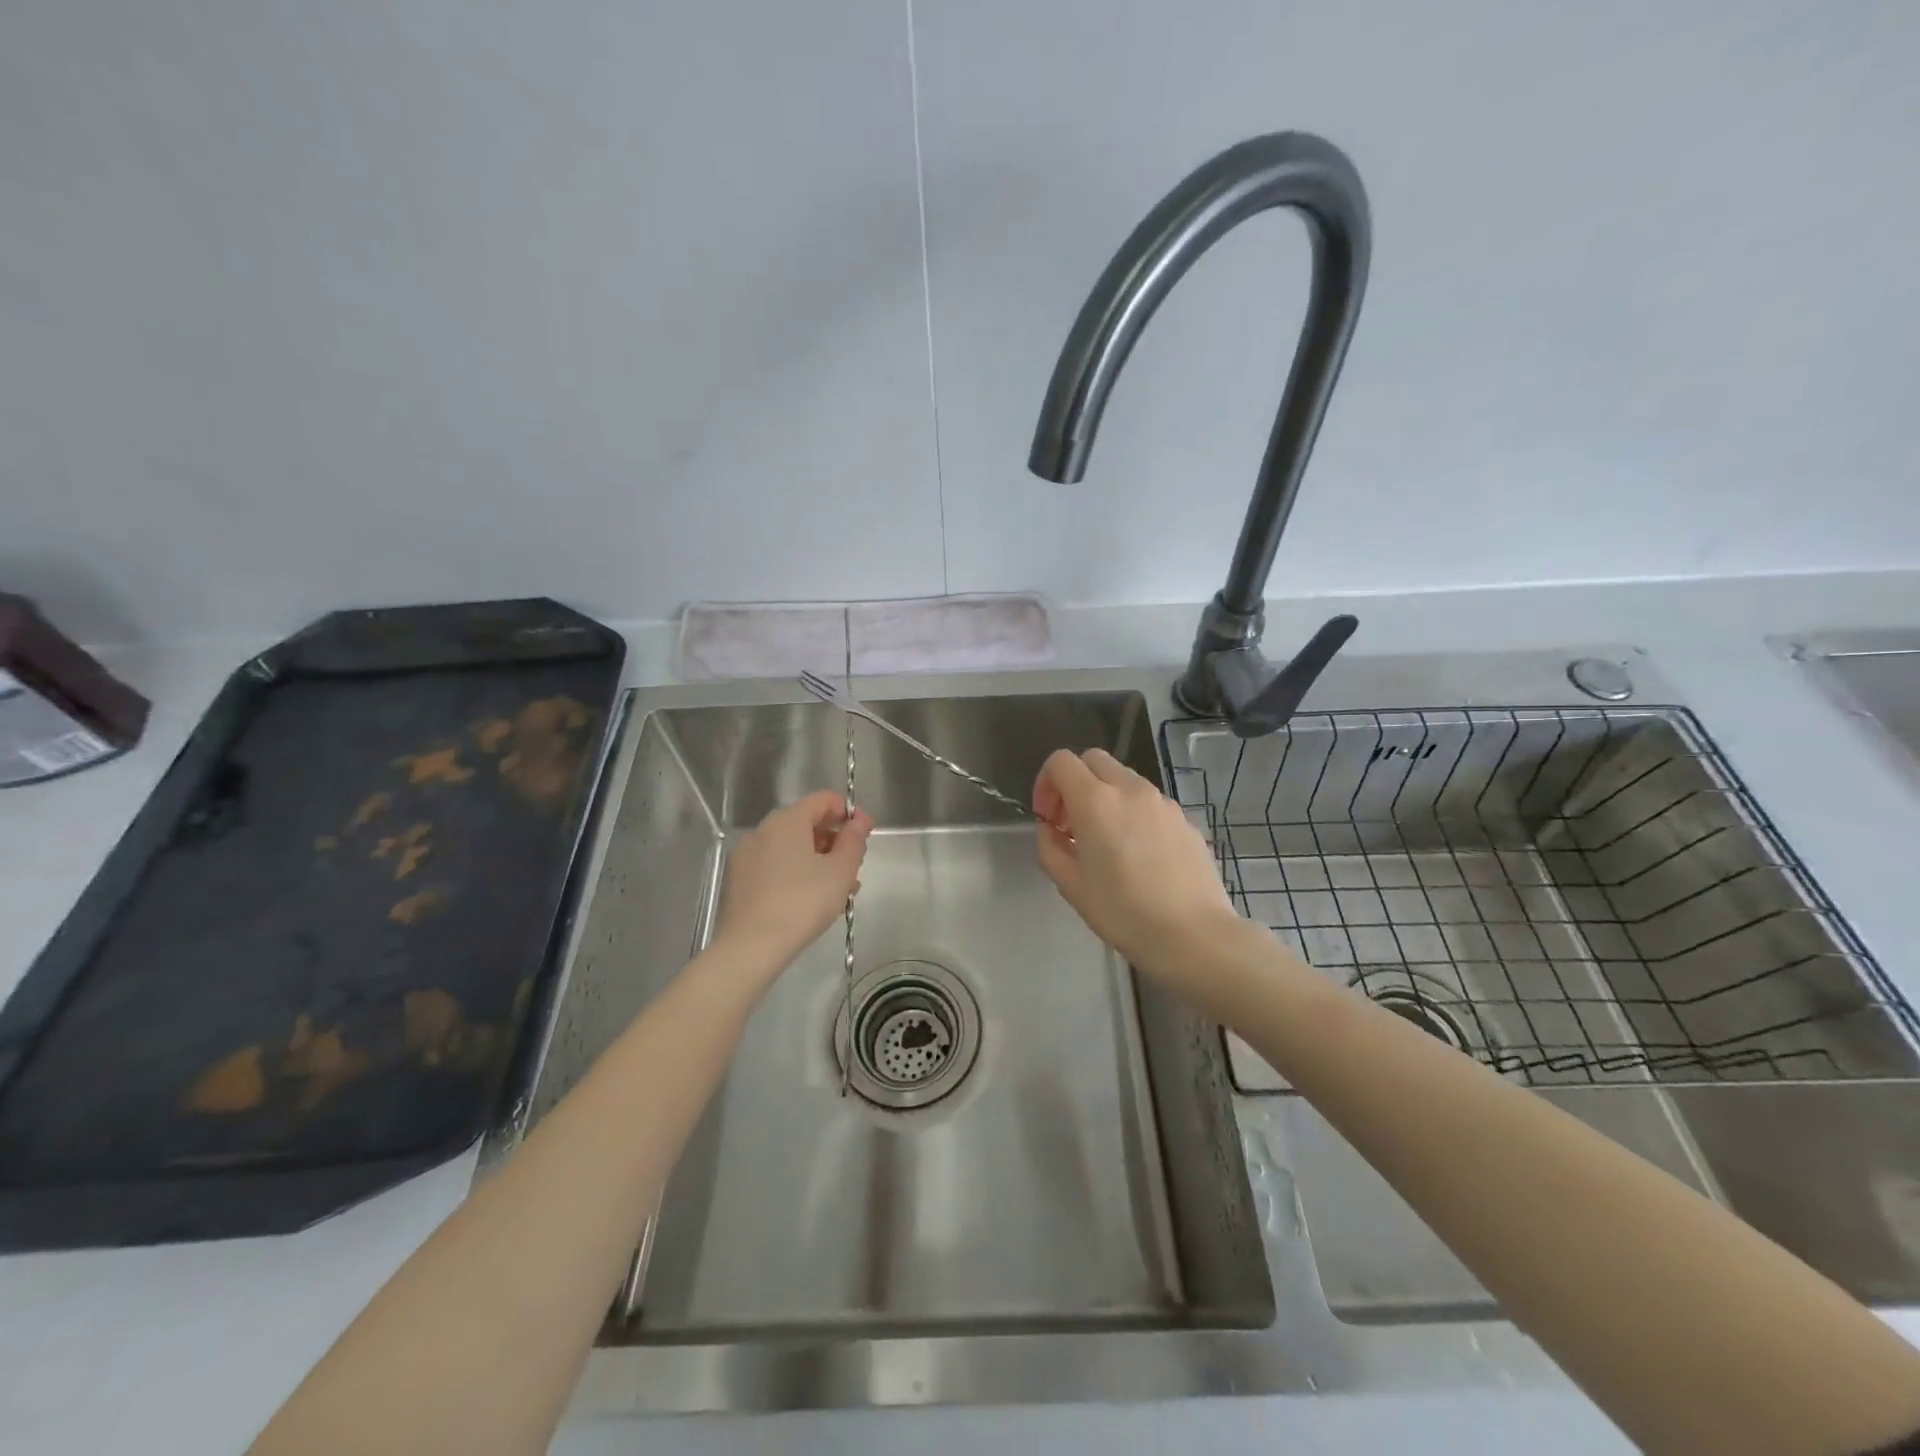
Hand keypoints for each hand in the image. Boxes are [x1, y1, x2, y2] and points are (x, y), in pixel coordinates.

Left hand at [715, 791, 872, 970]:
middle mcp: (763, 830)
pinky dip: (797, 874)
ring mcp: (747, 856)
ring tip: (839, 890)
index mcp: (787, 820)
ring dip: (819, 860)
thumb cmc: (803, 902)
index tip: (867, 833)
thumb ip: (854, 841)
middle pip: (806, 823)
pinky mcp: (739, 881)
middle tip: (855, 867)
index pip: (823, 800)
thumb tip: (859, 822)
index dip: (849, 812)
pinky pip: (776, 866)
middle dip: (835, 841)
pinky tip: (811, 900)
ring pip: (791, 848)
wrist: (751, 947)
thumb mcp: (841, 870)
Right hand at [1033, 748, 1238, 983]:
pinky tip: (1139, 855)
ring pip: (1124, 779)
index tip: (1048, 819)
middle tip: (1072, 824)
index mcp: (1095, 801)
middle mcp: (1130, 789)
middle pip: (1093, 759)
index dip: (1045, 783)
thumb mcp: (1071, 886)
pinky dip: (1133, 813)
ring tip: (1106, 842)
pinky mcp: (1184, 819)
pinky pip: (1149, 802)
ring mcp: (1162, 802)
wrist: (1194, 935)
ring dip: (1105, 797)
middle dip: (1075, 782)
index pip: (1061, 761)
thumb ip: (1050, 848)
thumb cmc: (1124, 913)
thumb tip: (1052, 830)